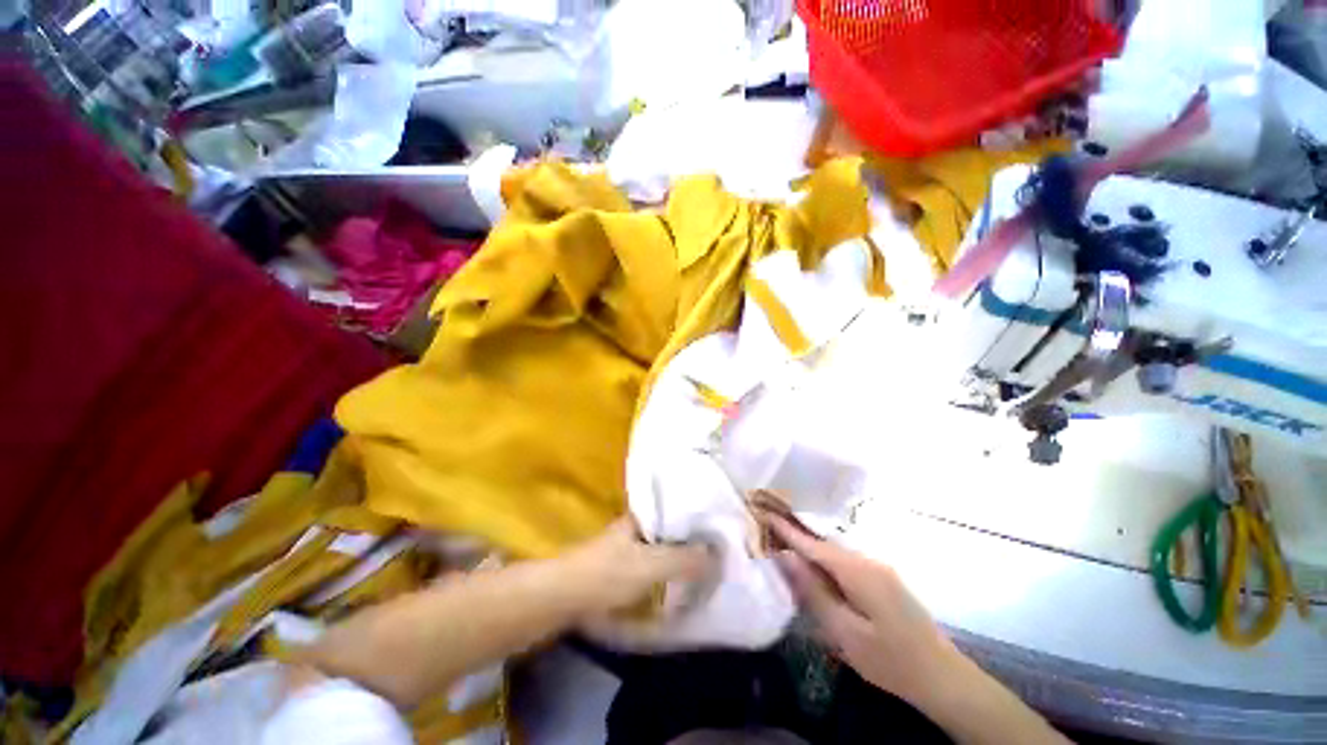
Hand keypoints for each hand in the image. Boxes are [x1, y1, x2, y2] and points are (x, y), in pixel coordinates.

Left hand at [564, 518, 714, 616]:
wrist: (562, 599)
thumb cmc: (608, 574)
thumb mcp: (650, 565)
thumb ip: (684, 559)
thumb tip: (719, 554)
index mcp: (639, 518)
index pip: (672, 508)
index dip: (694, 515)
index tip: (715, 526)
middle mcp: (632, 529)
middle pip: (667, 530)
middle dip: (688, 538)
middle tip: (714, 549)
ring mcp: (623, 550)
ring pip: (657, 548)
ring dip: (676, 557)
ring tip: (702, 565)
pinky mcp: (617, 572)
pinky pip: (648, 567)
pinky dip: (663, 573)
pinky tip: (676, 583)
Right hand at [764, 514, 957, 702]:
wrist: (944, 677)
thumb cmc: (891, 660)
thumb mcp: (845, 632)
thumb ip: (813, 592)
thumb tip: (786, 557)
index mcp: (857, 571)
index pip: (812, 544)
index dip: (787, 530)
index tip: (764, 513)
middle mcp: (868, 560)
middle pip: (823, 544)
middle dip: (796, 537)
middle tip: (769, 531)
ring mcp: (879, 568)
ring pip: (835, 553)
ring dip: (811, 550)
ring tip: (786, 549)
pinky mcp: (884, 579)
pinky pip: (847, 562)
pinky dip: (826, 562)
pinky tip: (817, 572)